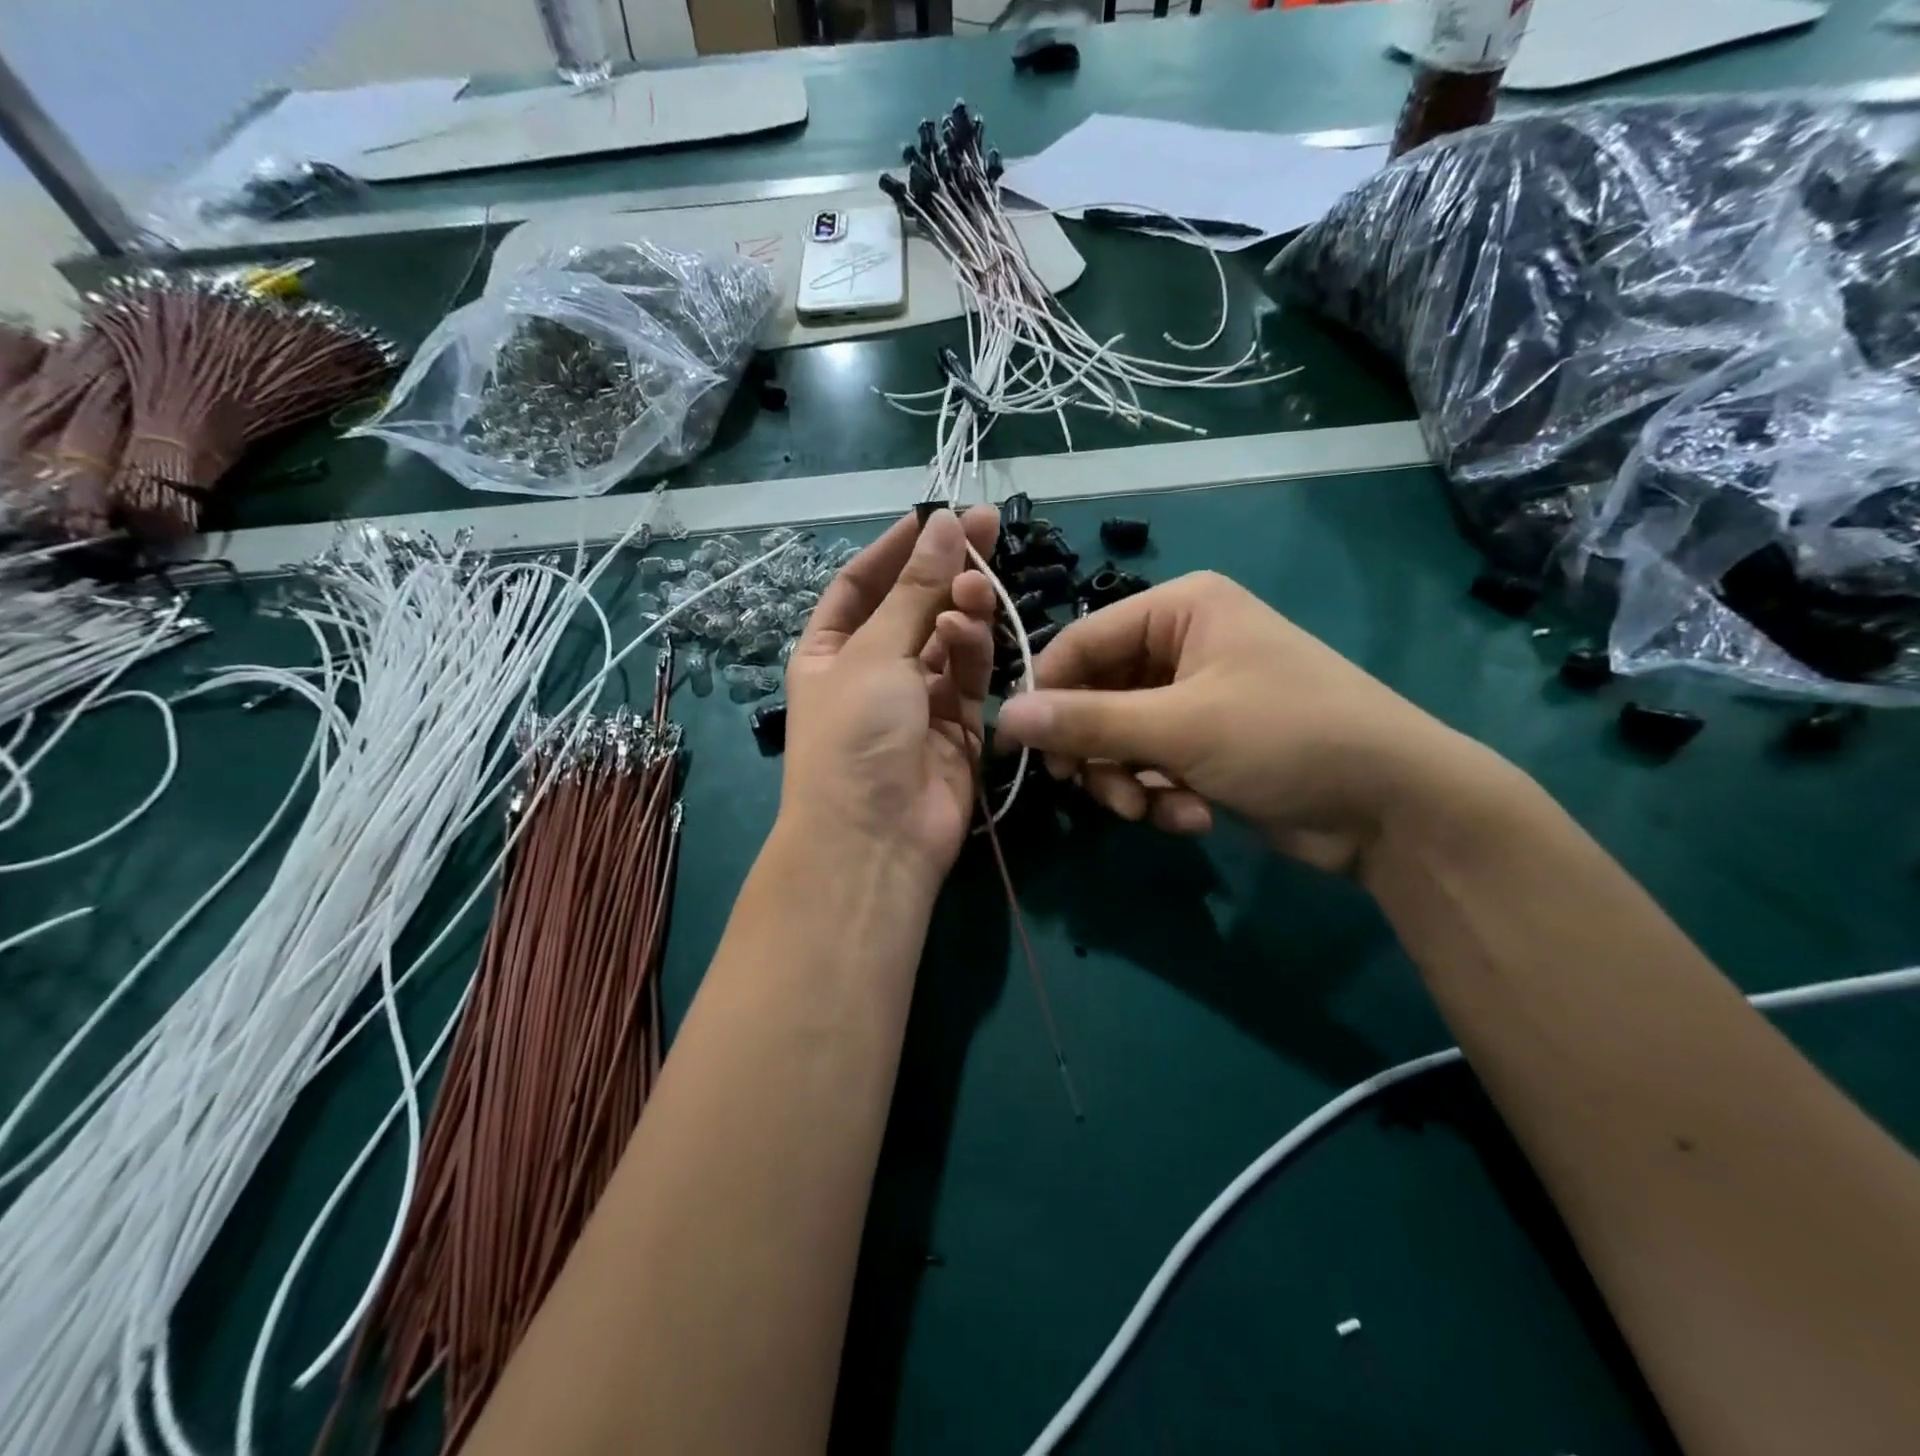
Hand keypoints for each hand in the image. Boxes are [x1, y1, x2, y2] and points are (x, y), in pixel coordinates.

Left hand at [778, 506, 1000, 883]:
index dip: (897, 547)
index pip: (863, 583)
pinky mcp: (958, 726)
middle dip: (946, 569)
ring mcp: (918, 700)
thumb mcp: (875, 654)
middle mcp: (873, 671)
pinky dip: (973, 652)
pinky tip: (970, 632)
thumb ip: (916, 590)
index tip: (937, 514)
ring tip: (976, 586)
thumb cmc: (855, 735)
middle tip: (987, 527)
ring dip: (961, 609)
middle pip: (914, 606)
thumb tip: (945, 523)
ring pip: (948, 639)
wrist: (876, 838)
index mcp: (831, 650)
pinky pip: (969, 676)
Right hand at [995, 571, 1488, 875]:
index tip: (1020, 749)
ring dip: (1128, 781)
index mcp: (1180, 610)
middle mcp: (1184, 644)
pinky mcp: (1207, 743)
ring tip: (1153, 809)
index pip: (1081, 642)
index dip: (1046, 695)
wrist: (1394, 807)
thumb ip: (1087, 723)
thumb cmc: (1286, 738)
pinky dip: (1161, 794)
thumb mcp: (1178, 728)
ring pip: (1121, 738)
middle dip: (1097, 752)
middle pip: (1097, 695)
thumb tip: (1002, 718)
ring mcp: (1196, 696)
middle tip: (1091, 790)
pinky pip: (1153, 764)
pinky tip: (1192, 817)